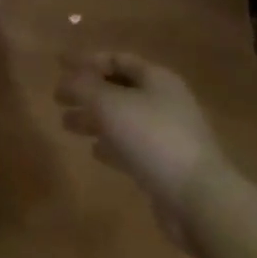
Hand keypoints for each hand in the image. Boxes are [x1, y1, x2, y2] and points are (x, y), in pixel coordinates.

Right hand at [56, 52, 228, 245]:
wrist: (198, 199)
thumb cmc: (152, 138)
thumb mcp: (108, 104)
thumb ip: (82, 87)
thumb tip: (65, 79)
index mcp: (156, 78)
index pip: (117, 59)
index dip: (87, 60)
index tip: (59, 65)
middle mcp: (164, 101)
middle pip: (119, 88)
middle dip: (87, 92)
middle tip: (58, 98)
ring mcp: (168, 134)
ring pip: (122, 118)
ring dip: (94, 119)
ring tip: (66, 124)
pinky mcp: (166, 165)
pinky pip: (132, 146)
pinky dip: (111, 144)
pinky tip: (94, 151)